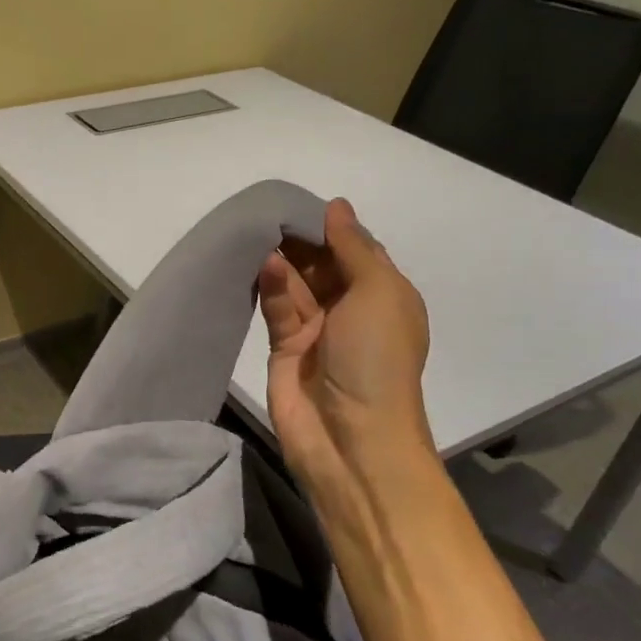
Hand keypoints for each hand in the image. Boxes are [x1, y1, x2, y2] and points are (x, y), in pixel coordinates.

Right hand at [257, 197, 432, 483]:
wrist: (351, 438)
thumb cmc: (376, 359)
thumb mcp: (379, 293)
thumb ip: (354, 248)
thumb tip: (336, 206)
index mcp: (384, 295)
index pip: (355, 249)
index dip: (331, 226)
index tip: (299, 202)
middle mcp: (351, 308)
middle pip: (322, 263)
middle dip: (300, 239)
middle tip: (267, 212)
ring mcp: (316, 329)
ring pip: (295, 283)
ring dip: (281, 259)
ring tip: (256, 231)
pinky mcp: (284, 346)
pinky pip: (276, 307)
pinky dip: (270, 286)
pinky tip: (260, 263)